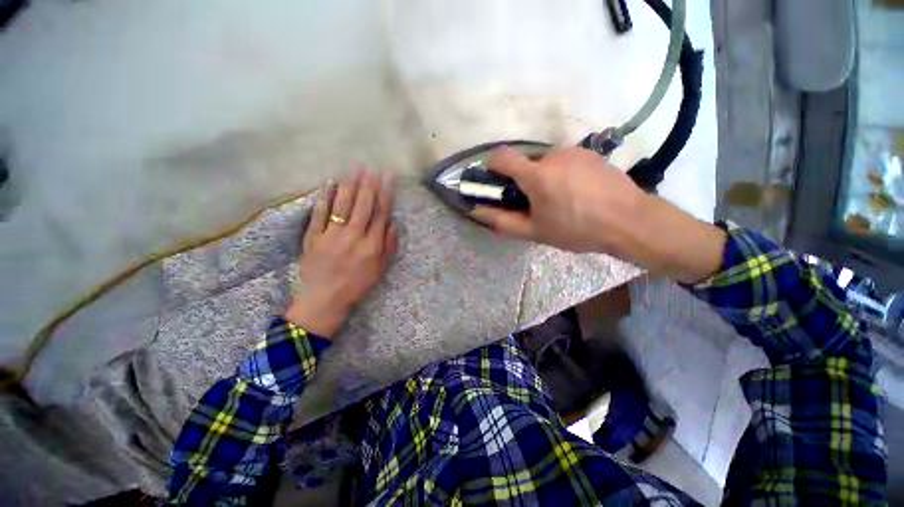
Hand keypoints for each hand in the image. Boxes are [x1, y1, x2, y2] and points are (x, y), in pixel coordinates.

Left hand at [284, 170, 397, 337]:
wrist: (326, 298)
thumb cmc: (357, 284)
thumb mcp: (380, 269)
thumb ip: (388, 246)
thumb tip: (393, 223)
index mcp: (371, 245)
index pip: (380, 214)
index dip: (385, 194)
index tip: (388, 178)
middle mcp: (354, 236)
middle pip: (363, 206)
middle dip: (369, 184)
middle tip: (372, 167)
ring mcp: (332, 235)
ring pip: (343, 205)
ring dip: (350, 185)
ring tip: (355, 168)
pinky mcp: (314, 236)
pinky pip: (320, 213)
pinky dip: (325, 197)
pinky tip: (330, 183)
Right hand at [471, 146, 725, 283]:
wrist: (630, 221)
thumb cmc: (576, 229)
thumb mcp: (534, 231)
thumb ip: (502, 221)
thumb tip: (476, 211)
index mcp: (536, 174)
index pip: (502, 157)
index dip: (492, 165)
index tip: (494, 180)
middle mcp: (552, 155)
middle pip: (526, 163)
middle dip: (524, 181)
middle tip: (537, 203)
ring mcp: (574, 151)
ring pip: (546, 162)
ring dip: (545, 177)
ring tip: (561, 200)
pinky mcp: (590, 153)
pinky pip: (565, 161)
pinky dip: (562, 173)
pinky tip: (578, 192)